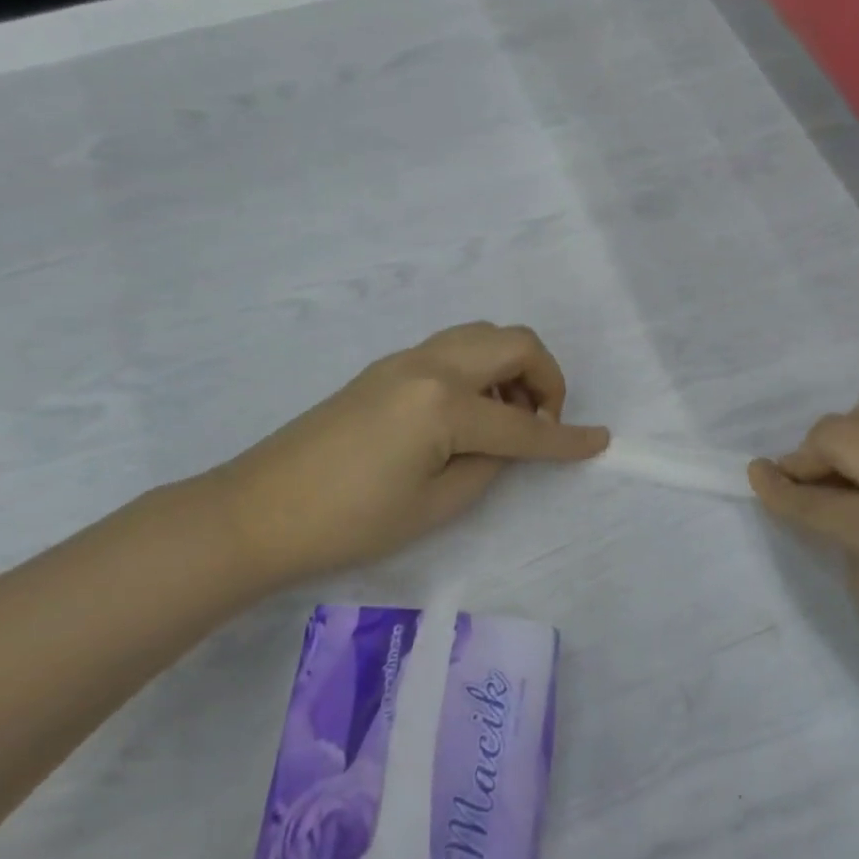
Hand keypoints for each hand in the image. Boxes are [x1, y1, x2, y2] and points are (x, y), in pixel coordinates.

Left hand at [208, 323, 607, 587]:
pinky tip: (469, 413)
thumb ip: (489, 464)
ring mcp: (405, 360)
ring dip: (512, 367)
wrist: (258, 511)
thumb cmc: (350, 522)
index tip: (600, 442)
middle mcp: (431, 366)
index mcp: (444, 405)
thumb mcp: (436, 505)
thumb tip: (509, 442)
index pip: (524, 425)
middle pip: (514, 343)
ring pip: (483, 335)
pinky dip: (481, 368)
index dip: (566, 439)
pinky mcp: (386, 368)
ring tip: (506, 417)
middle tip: (541, 421)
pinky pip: (454, 348)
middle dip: (547, 378)